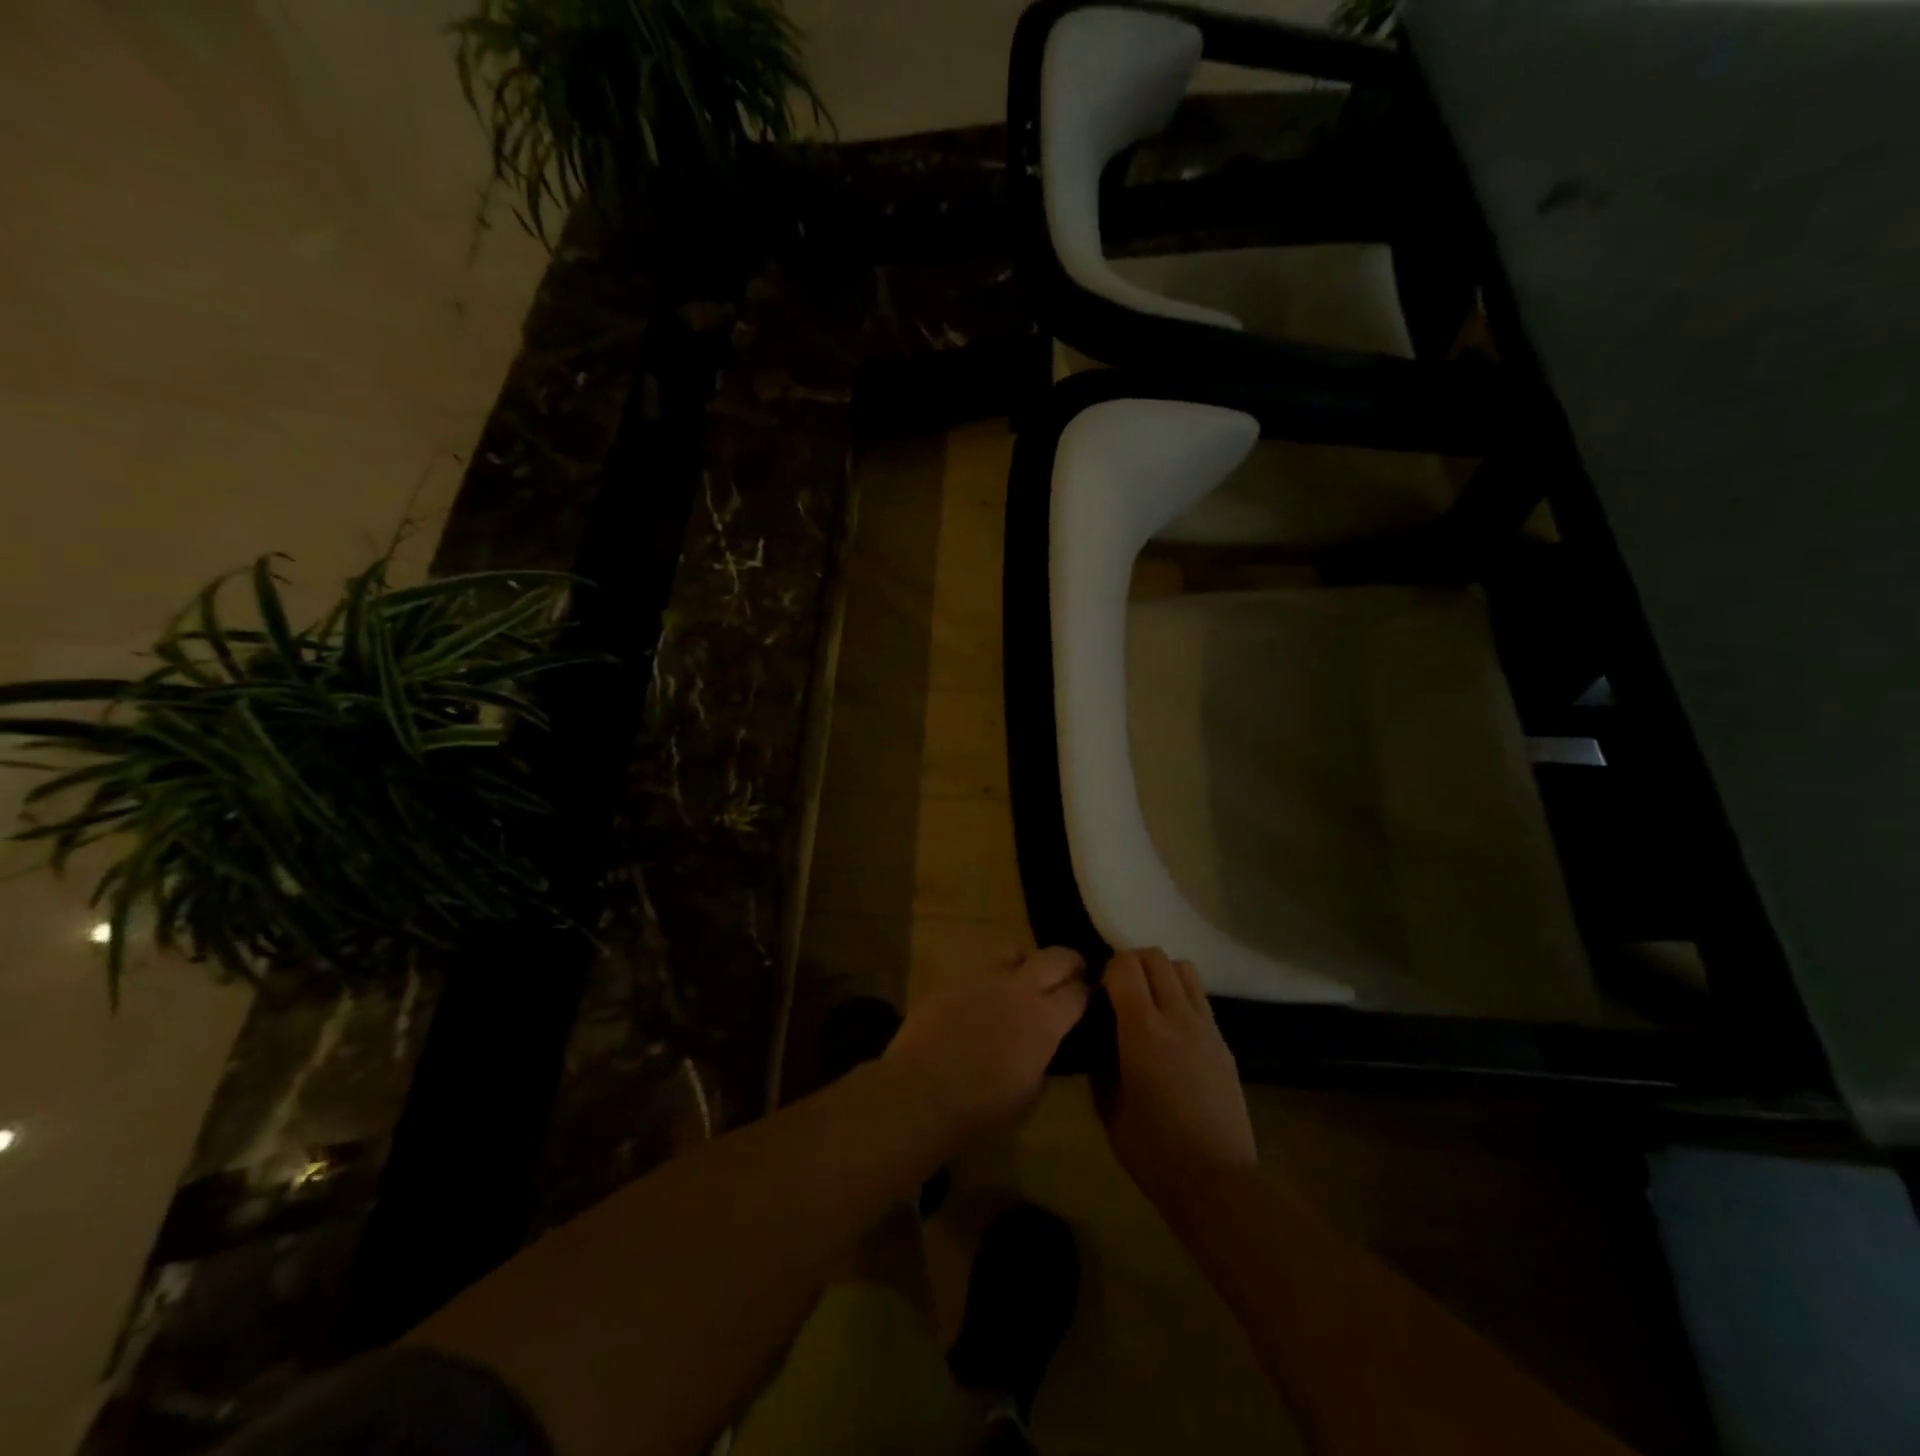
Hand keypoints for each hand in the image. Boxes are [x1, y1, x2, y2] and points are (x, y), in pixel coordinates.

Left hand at [880, 947, 1089, 1148]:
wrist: (921, 1092)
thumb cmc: (981, 1107)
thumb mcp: (1029, 1094)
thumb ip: (1043, 1060)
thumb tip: (1043, 1048)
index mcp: (1045, 1019)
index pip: (1079, 992)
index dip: (1087, 994)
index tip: (1087, 1000)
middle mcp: (1019, 988)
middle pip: (1055, 956)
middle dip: (1069, 963)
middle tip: (1071, 974)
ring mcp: (984, 977)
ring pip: (1014, 950)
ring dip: (1025, 963)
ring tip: (1023, 979)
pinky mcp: (953, 978)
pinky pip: (979, 969)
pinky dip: (989, 980)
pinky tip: (982, 999)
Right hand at [1101, 948, 1256, 1217]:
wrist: (1216, 1180)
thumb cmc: (1152, 1149)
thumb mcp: (1108, 1108)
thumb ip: (1101, 1064)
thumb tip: (1100, 1042)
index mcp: (1142, 1028)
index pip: (1125, 965)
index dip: (1107, 970)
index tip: (1098, 994)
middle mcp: (1177, 1015)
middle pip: (1156, 957)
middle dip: (1132, 963)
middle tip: (1119, 992)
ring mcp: (1206, 1026)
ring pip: (1183, 968)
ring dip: (1161, 973)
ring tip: (1149, 1002)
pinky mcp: (1223, 1042)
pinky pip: (1200, 997)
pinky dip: (1182, 995)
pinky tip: (1172, 1029)